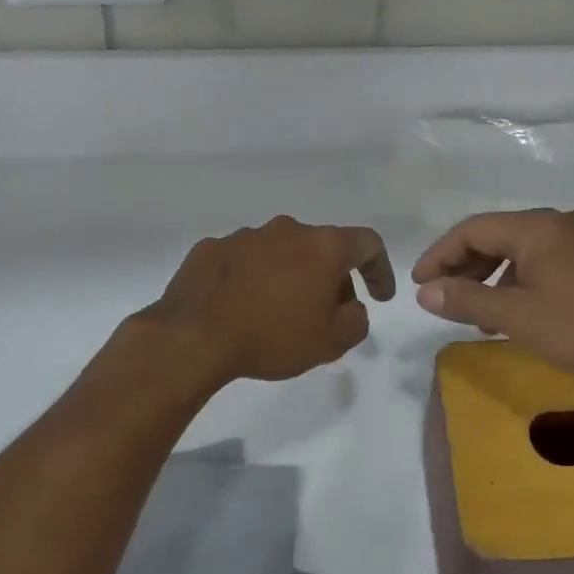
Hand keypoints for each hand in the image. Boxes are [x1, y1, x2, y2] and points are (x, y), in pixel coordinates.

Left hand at [144, 216, 394, 387]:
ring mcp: (245, 236)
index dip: (380, 269)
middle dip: (332, 278)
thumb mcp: (331, 342)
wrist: (193, 338)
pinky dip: (254, 278)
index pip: (367, 243)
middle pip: (322, 247)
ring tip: (280, 312)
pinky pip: (245, 260)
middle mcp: (286, 230)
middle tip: (327, 313)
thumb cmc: (272, 337)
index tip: (380, 297)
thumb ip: (356, 321)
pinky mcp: (211, 248)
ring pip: (282, 251)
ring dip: (290, 275)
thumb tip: (352, 308)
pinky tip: (243, 306)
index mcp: (322, 246)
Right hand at [411, 209, 573, 386]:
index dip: (440, 254)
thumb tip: (425, 291)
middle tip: (445, 299)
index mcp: (538, 226)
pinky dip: (525, 282)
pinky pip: (551, 261)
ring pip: (526, 251)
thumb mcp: (518, 316)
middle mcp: (562, 222)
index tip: (419, 284)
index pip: (473, 229)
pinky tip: (524, 312)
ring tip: (482, 315)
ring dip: (496, 278)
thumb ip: (467, 299)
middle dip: (467, 267)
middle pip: (500, 236)